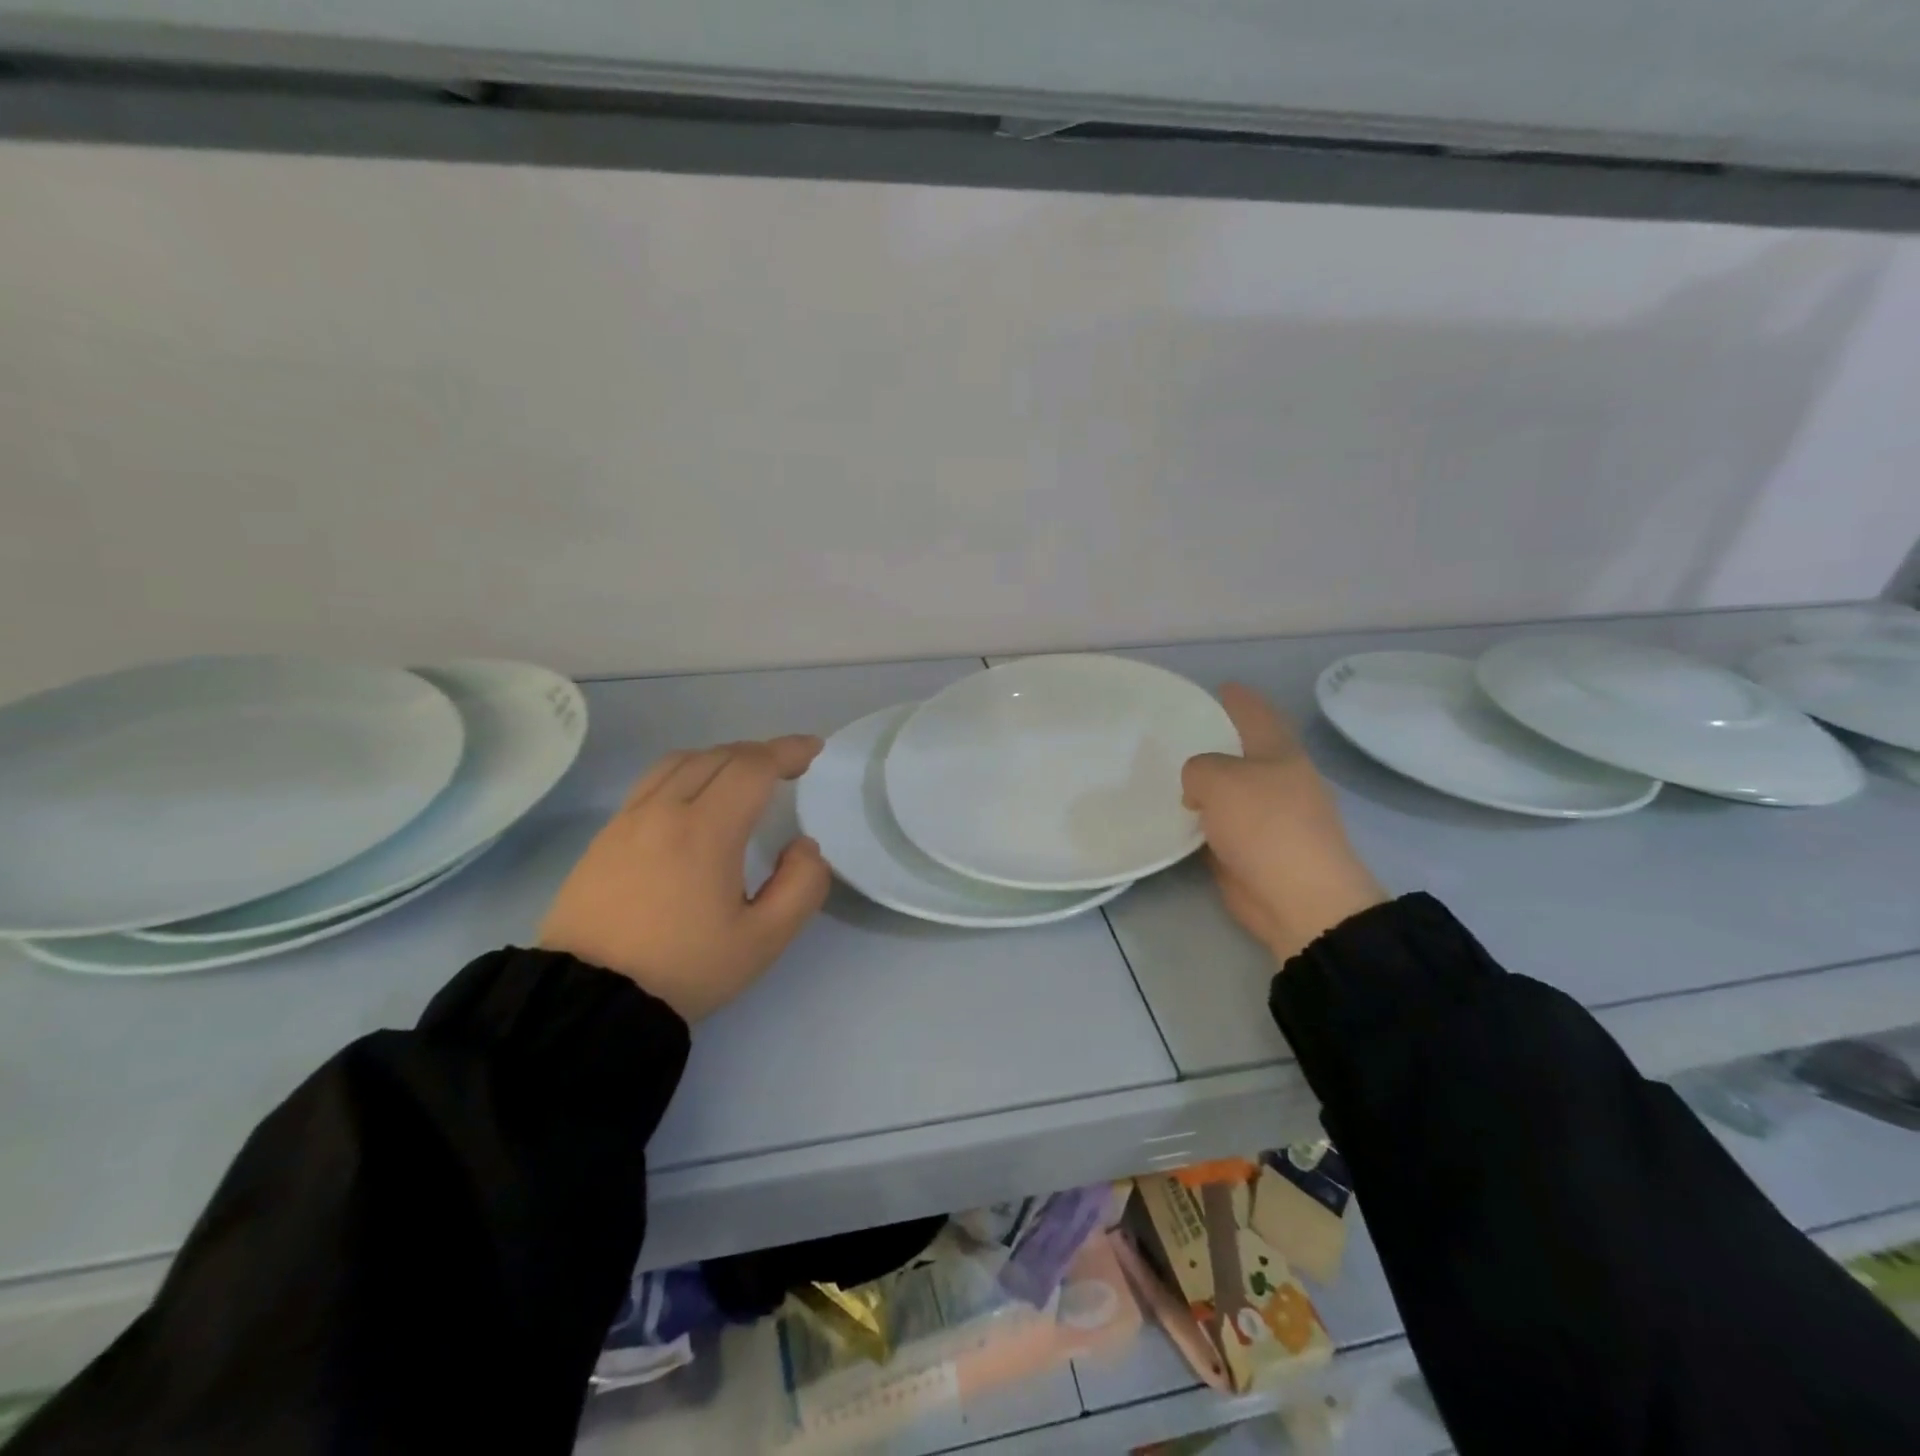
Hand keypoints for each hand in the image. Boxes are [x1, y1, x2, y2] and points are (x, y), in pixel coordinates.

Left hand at [540, 736, 831, 1021]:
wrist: (587, 1001)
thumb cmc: (684, 969)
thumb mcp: (763, 941)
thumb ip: (802, 886)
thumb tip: (804, 846)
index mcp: (706, 831)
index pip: (753, 767)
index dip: (788, 751)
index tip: (813, 749)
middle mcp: (664, 810)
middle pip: (718, 756)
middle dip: (760, 753)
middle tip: (787, 767)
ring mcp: (628, 819)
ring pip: (681, 761)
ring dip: (721, 757)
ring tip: (743, 776)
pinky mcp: (605, 836)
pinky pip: (653, 782)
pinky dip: (687, 772)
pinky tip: (694, 799)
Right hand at [1182, 684, 1386, 962]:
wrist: (1299, 900)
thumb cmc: (1265, 826)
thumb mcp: (1219, 779)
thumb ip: (1198, 768)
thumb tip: (1199, 791)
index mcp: (1279, 753)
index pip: (1256, 713)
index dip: (1237, 698)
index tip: (1218, 687)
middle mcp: (1278, 780)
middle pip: (1242, 752)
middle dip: (1214, 743)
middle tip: (1174, 736)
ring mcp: (1269, 818)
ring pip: (1229, 791)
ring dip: (1204, 786)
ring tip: (1166, 776)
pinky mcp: (1253, 851)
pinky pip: (1219, 825)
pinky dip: (1201, 820)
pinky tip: (1176, 817)